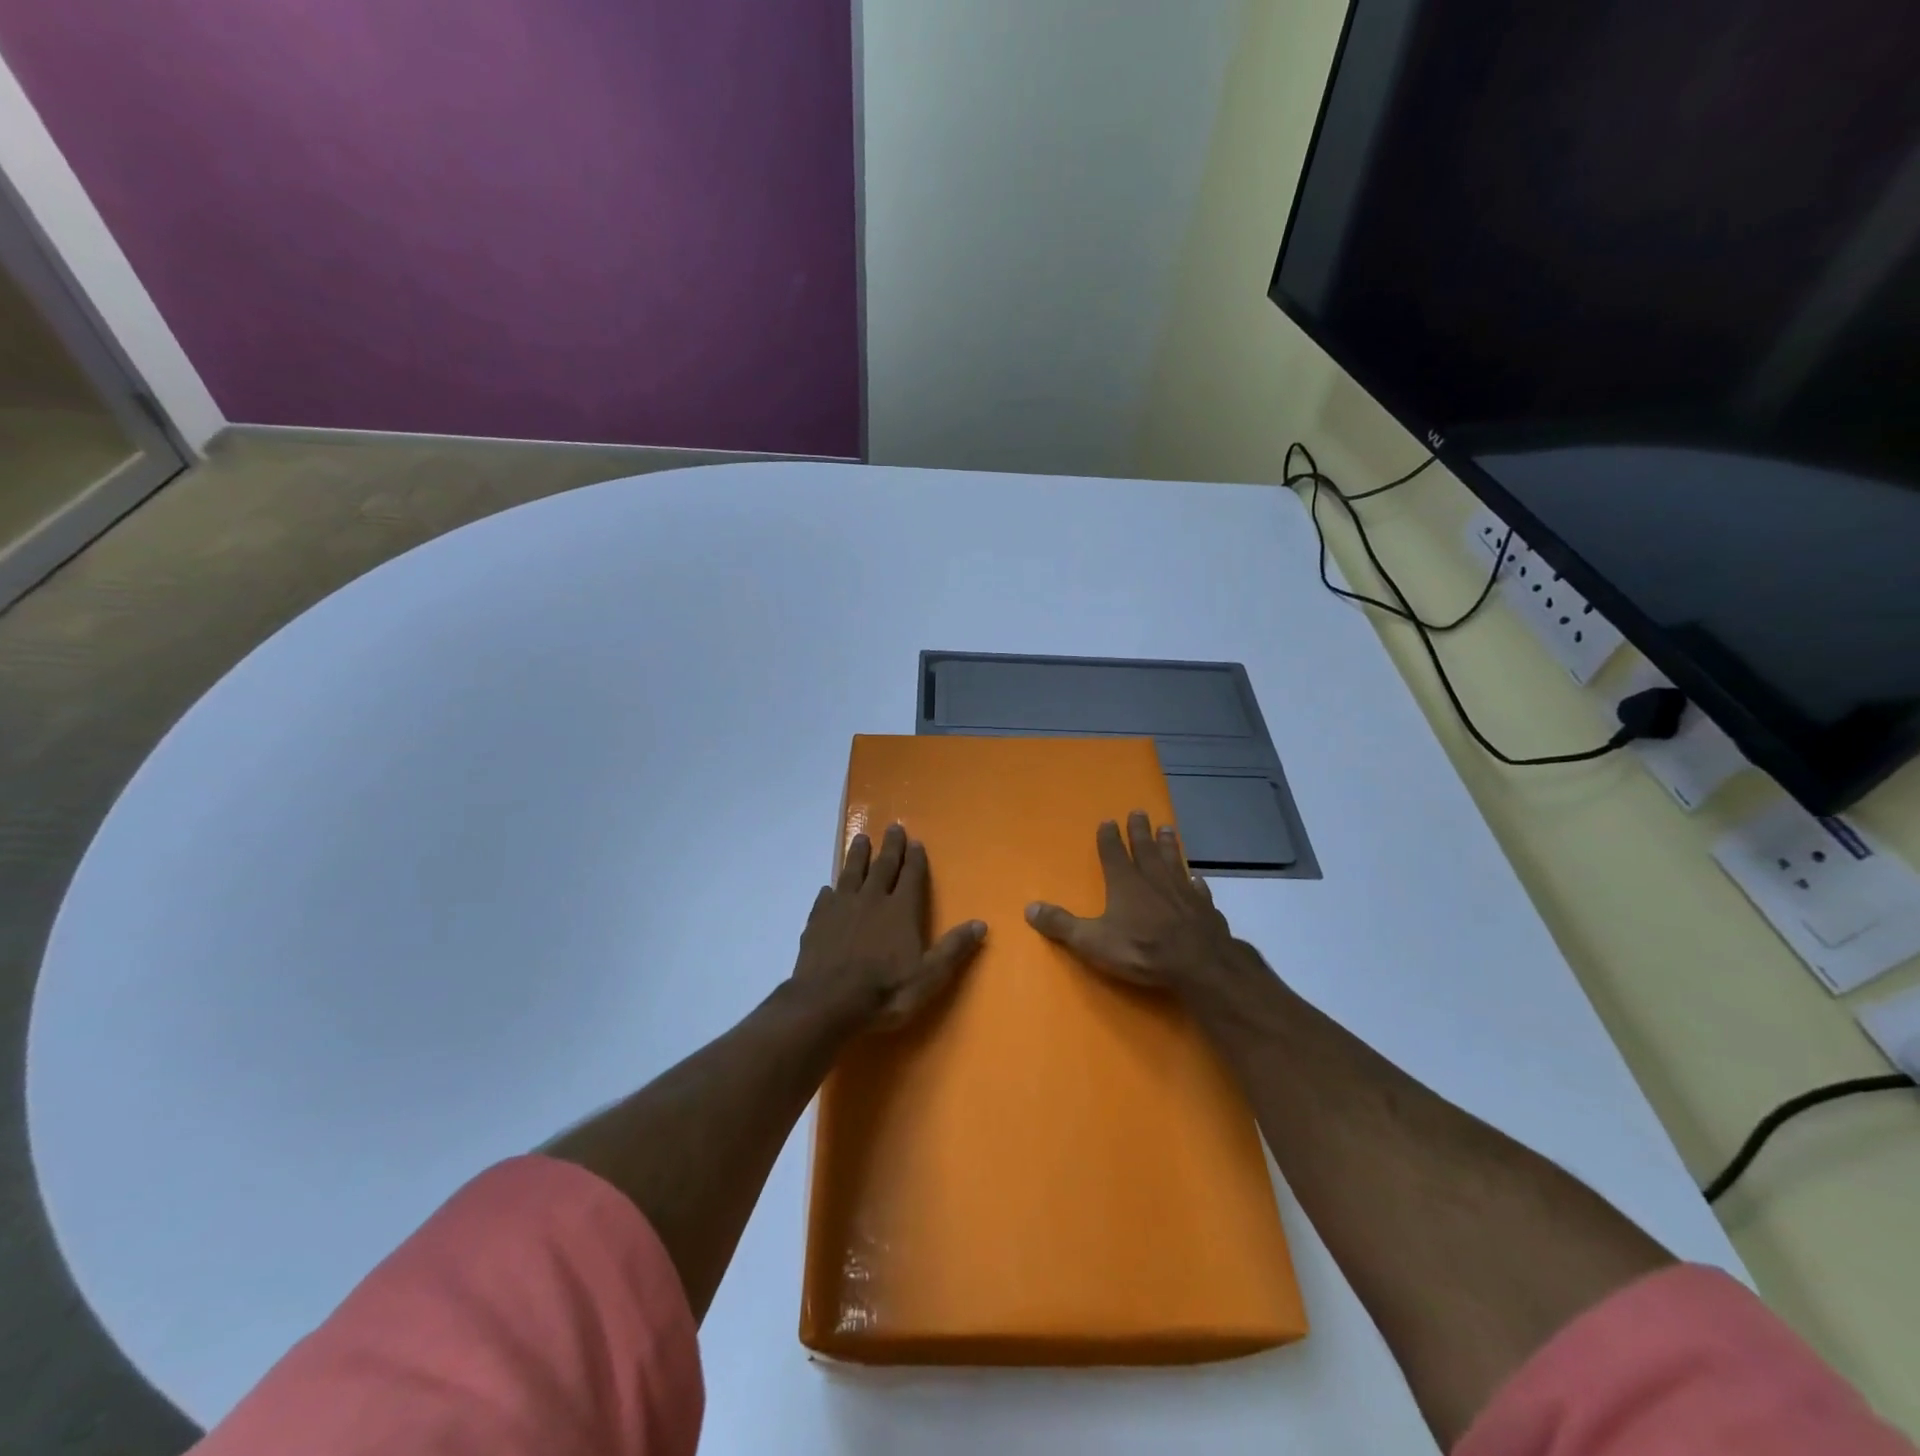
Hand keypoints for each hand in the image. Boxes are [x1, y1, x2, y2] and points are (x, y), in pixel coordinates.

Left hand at [792, 823, 986, 1030]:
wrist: (827, 1003)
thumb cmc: (885, 991)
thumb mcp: (929, 976)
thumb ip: (954, 948)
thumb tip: (981, 923)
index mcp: (900, 910)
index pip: (911, 875)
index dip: (915, 858)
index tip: (915, 841)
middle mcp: (872, 899)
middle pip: (883, 866)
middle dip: (890, 846)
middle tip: (893, 827)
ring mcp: (841, 908)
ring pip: (851, 873)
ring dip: (858, 855)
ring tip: (860, 838)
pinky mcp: (817, 921)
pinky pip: (825, 898)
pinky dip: (830, 890)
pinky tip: (828, 888)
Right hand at [1026, 811, 1255, 1004]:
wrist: (1199, 964)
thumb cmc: (1142, 949)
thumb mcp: (1092, 941)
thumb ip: (1062, 924)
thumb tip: (1029, 908)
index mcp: (1125, 882)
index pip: (1113, 853)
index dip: (1109, 837)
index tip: (1108, 820)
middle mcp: (1154, 879)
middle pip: (1145, 849)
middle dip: (1140, 830)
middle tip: (1139, 811)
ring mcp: (1182, 891)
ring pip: (1173, 861)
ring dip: (1169, 845)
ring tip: (1168, 829)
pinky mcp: (1204, 908)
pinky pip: (1198, 889)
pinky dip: (1195, 881)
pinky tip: (1196, 878)